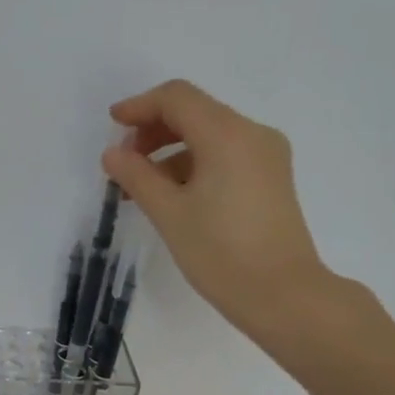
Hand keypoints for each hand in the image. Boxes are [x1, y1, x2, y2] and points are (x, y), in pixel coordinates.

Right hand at [101, 79, 351, 358]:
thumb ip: (137, 176)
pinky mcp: (270, 179)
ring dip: (171, 150)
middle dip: (154, 130)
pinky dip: (193, 165)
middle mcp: (252, 134)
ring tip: (141, 186)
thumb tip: (113, 154)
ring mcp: (266, 156)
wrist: (283, 295)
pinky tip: (172, 195)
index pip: (177, 98)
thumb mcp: (169, 213)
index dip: (140, 106)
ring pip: (209, 135)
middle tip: (124, 162)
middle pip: (195, 112)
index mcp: (228, 135)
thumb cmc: (221, 253)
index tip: (112, 126)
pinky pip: (225, 155)